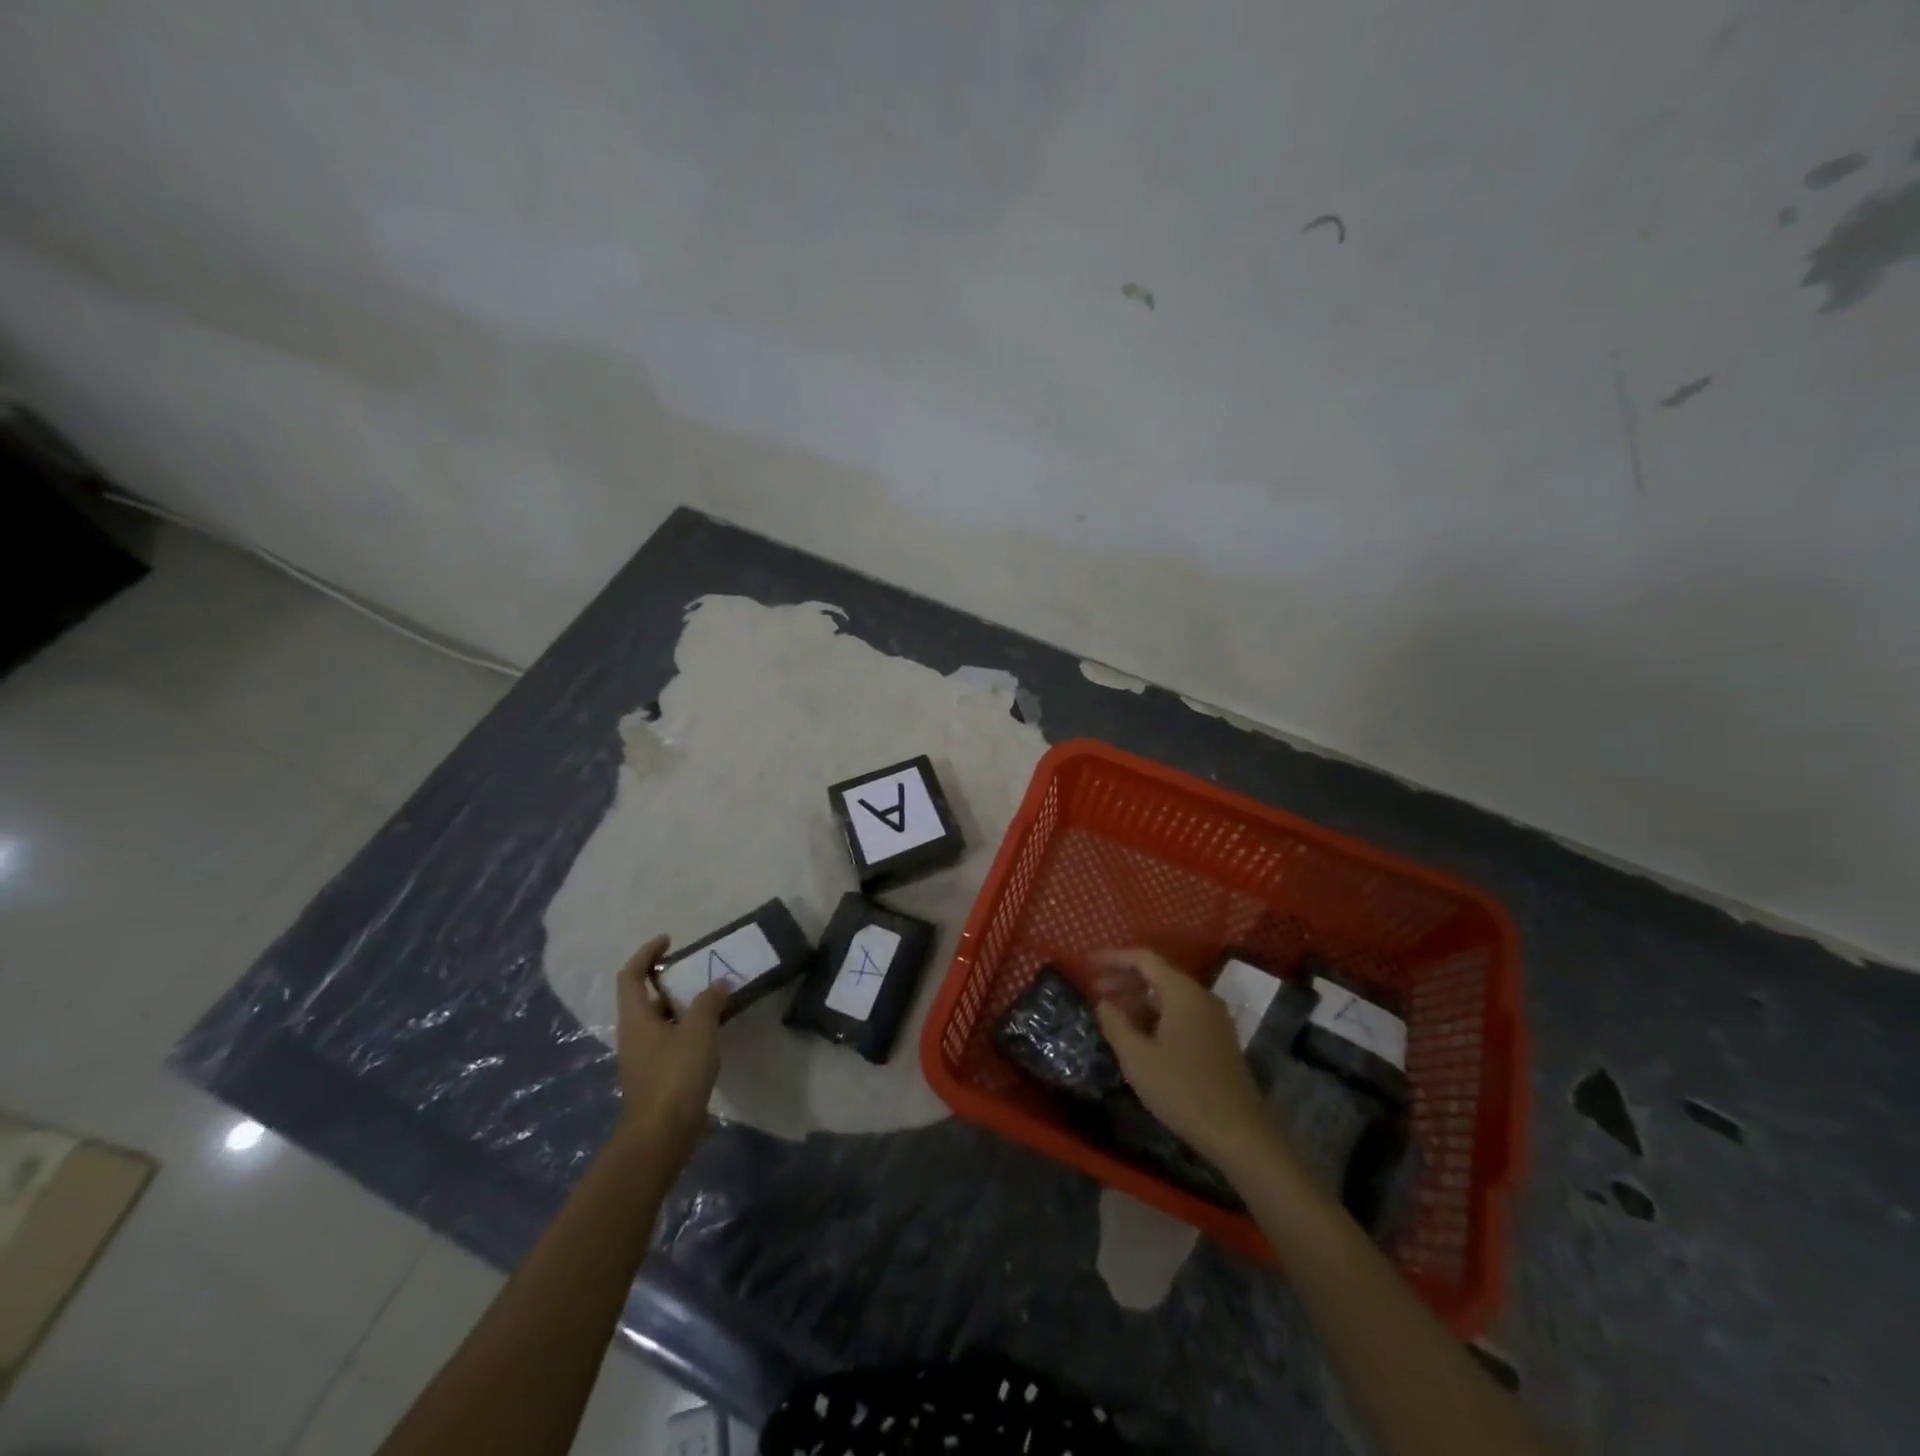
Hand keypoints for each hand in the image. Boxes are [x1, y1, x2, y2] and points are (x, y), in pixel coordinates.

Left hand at [613, 936, 726, 1156]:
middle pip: (645, 997)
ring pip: (661, 1020)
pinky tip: (713, 1031)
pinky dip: (688, 1028)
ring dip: (682, 1005)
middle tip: (698, 969)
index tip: (669, 941)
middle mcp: (635, 1034)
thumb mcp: (698, 1030)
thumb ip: (709, 1002)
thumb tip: (720, 983)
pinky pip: (671, 1040)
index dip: (646, 954)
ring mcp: (645, 1057)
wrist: (662, 1135)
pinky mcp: (658, 1076)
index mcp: (636, 1018)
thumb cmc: (675, 1075)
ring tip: (713, 996)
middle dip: (669, 980)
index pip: (631, 976)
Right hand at [1091, 948, 1274, 1167]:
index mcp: (1182, 992)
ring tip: (1112, 1012)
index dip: (1113, 958)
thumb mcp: (1137, 1057)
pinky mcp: (1218, 1039)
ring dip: (1139, 998)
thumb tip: (1103, 1002)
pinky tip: (1140, 1033)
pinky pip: (1181, 1012)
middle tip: (1095, 988)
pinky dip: (1156, 1013)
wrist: (1239, 1132)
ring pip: (1169, 995)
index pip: (1143, 959)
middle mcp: (1200, 996)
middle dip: (1124, 978)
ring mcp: (1213, 1018)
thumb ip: (1115, 1023)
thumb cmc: (1182, 1089)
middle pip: (1157, 974)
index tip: (1088, 963)